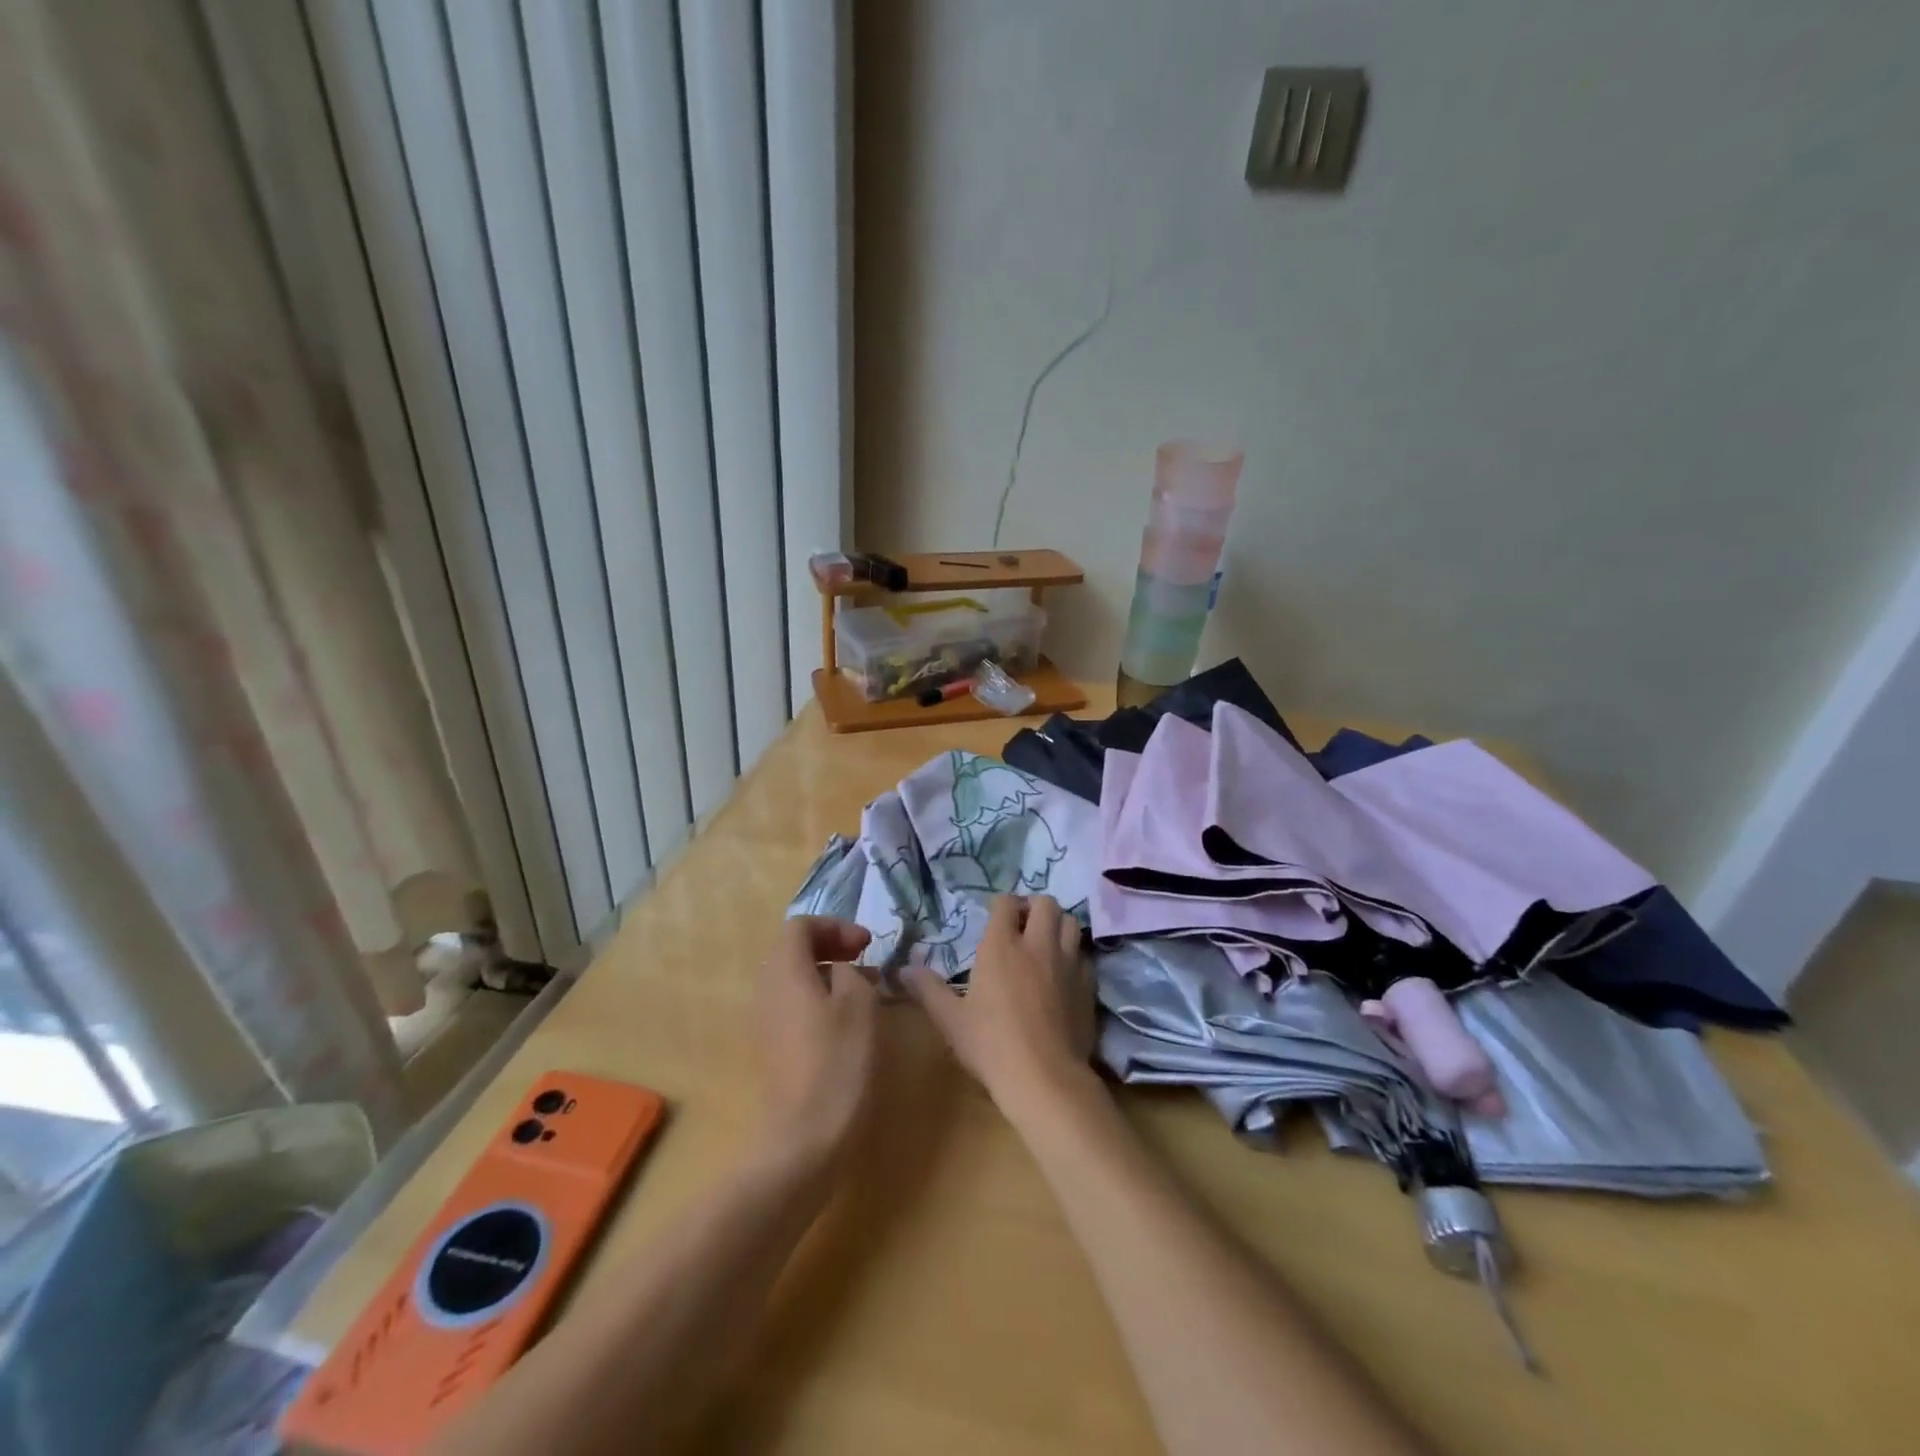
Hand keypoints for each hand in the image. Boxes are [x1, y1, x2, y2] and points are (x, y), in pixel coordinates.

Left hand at [758, 917, 879, 1159]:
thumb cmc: (838, 1059)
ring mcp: (765, 1020)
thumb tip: (844, 970)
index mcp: (785, 970)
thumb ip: (852, 972)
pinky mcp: (772, 1047)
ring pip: (795, 979)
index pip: (801, 926)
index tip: (867, 944)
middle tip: (866, 959)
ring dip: (828, 974)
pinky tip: (848, 1021)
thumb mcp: (860, 1002)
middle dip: (832, 947)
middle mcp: (767, 989)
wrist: (806, 1134)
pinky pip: (793, 1005)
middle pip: (794, 950)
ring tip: (865, 989)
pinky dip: (820, 999)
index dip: (836, 926)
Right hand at [906, 895, 1096, 1115]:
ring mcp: (1068, 963)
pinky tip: (1063, 976)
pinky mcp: (1088, 985)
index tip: (994, 918)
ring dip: (1058, 926)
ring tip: (1045, 944)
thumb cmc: (991, 1046)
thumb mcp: (951, 1020)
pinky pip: (1084, 956)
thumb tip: (902, 969)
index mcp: (1002, 946)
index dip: (1000, 905)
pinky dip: (1073, 956)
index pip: (1005, 903)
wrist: (1045, 1079)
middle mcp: (1038, 945)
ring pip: (1071, 923)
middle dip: (1033, 907)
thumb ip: (928, 989)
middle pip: (1045, 903)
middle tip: (1022, 927)